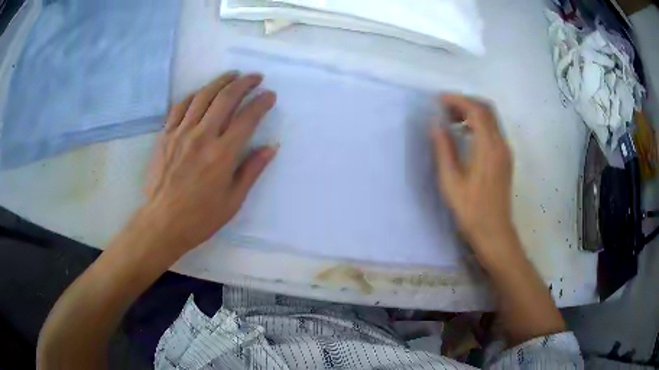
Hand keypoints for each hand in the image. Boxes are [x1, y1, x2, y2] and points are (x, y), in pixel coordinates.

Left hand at [143, 71, 277, 253]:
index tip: (270, 95)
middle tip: (255, 77)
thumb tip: (271, 146)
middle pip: (226, 98)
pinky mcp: (165, 135)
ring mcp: (181, 133)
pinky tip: (201, 93)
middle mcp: (202, 136)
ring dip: (220, 81)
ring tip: (232, 75)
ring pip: (203, 95)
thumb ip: (252, 170)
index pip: (247, 118)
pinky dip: (193, 95)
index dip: (262, 102)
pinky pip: (180, 106)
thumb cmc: (201, 217)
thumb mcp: (233, 200)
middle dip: (244, 83)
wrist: (163, 223)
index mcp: (222, 154)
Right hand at [431, 94, 514, 256]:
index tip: (439, 100)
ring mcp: (505, 151)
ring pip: (491, 119)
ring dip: (472, 112)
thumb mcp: (451, 181)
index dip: (457, 100)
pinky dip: (479, 124)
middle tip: (444, 108)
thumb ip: (443, 149)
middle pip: (487, 109)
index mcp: (488, 147)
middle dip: (465, 102)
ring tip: (451, 120)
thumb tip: (435, 125)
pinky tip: (465, 134)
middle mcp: (500, 144)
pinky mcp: (505, 159)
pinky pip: (493, 130)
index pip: (476, 110)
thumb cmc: (470, 210)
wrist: (494, 232)